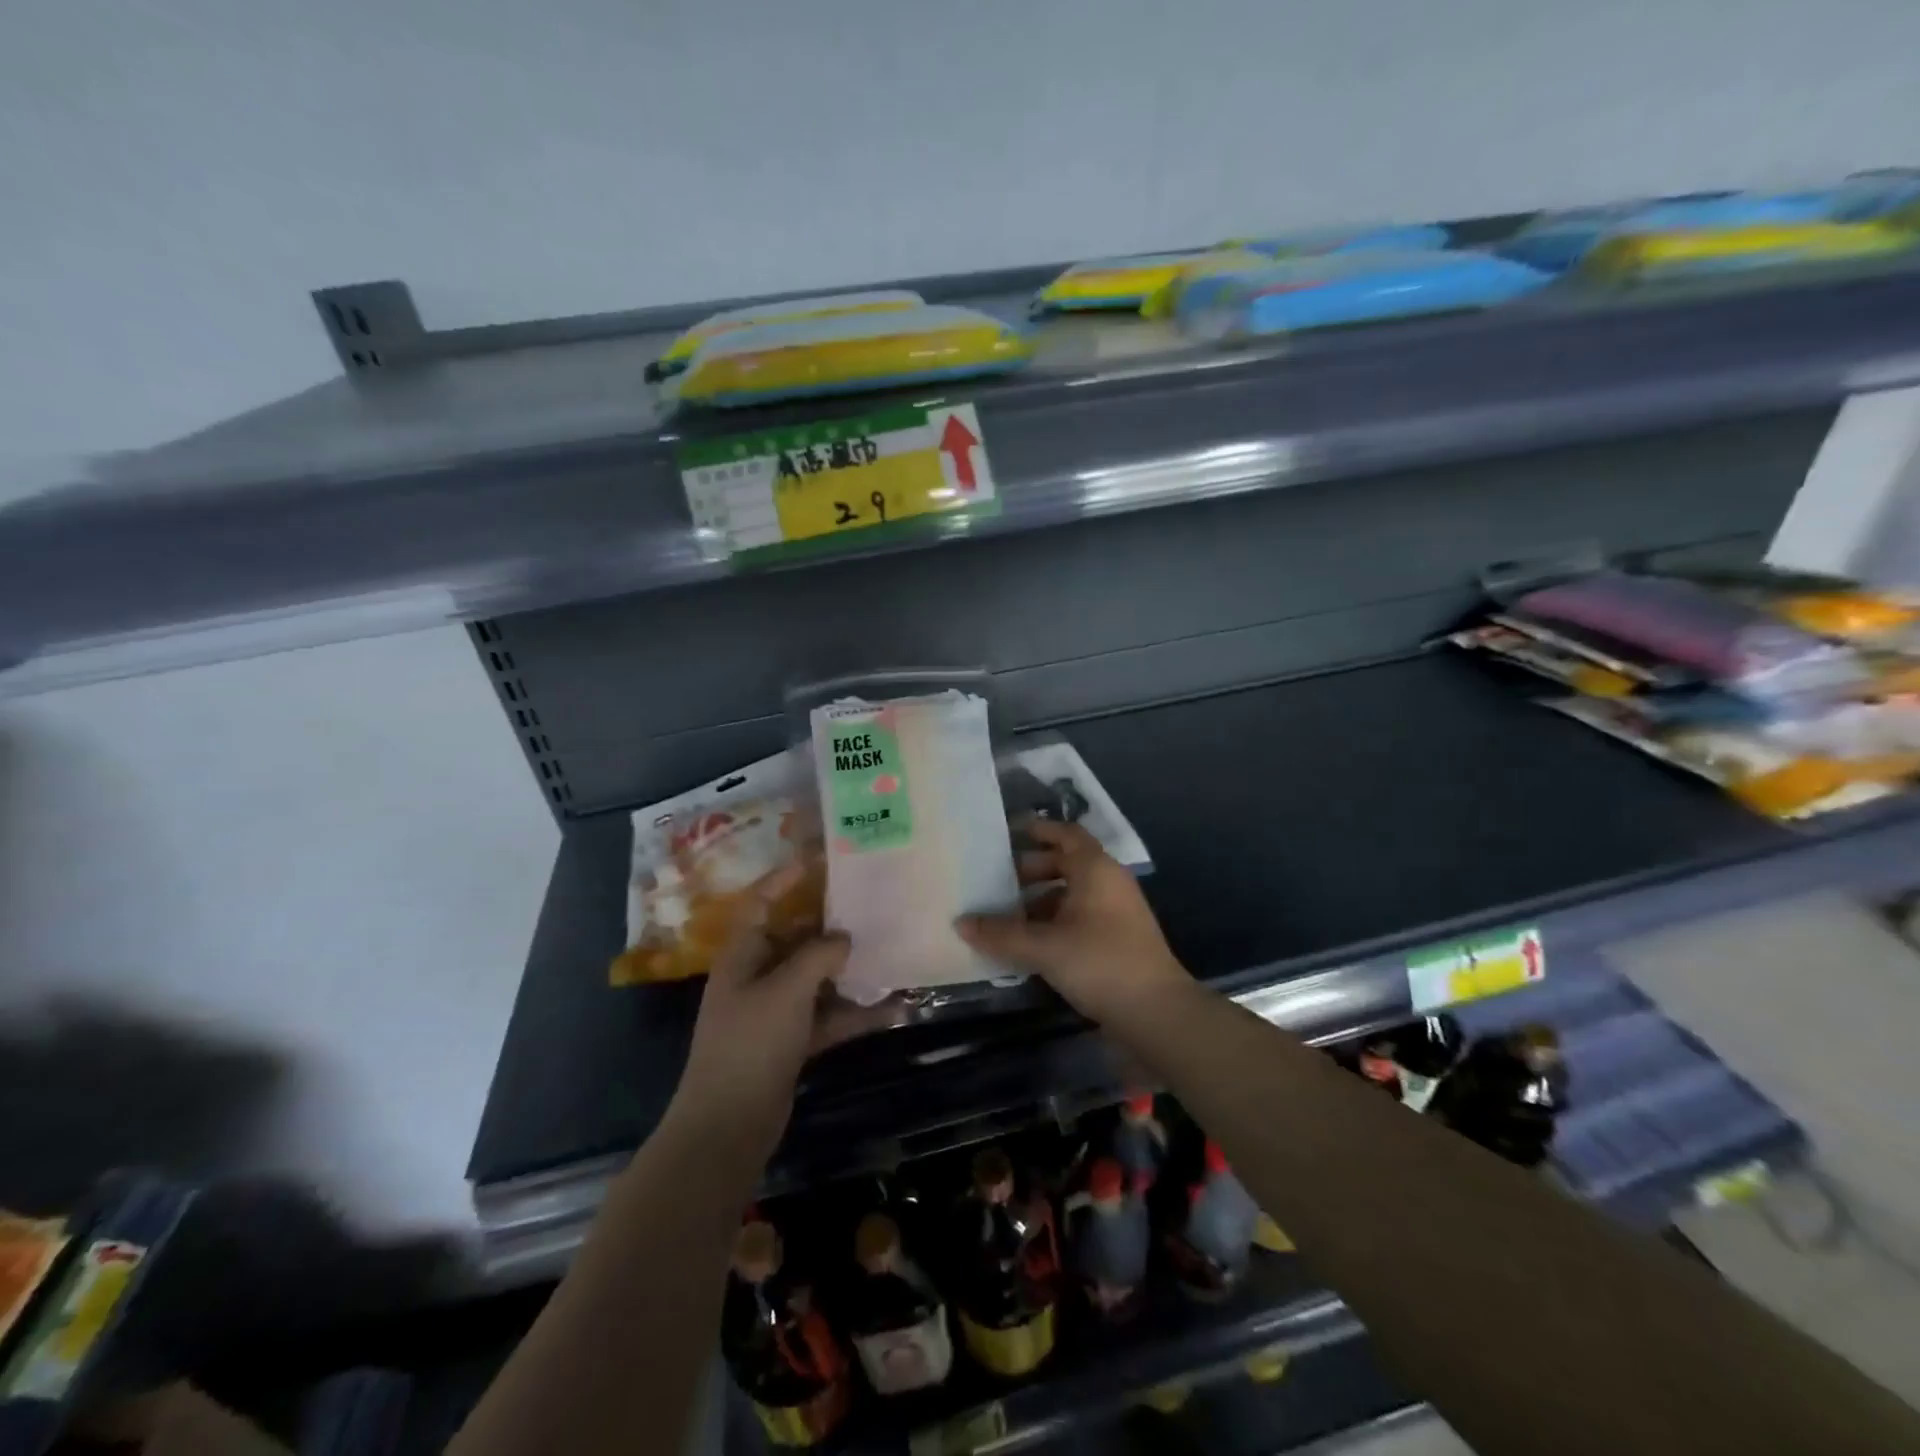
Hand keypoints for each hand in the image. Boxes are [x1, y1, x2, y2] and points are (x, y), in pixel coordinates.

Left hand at [674, 865, 902, 1145]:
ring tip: (890, 950)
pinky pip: (829, 1015)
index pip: (762, 902)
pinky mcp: (793, 1040)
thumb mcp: (786, 991)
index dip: (786, 878)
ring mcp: (776, 1010)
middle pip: (797, 938)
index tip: (821, 859)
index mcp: (744, 955)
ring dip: (850, 970)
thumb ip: (818, 956)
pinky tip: (894, 1007)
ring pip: (818, 978)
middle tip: (871, 904)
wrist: (729, 1125)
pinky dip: (856, 1012)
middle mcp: (758, 975)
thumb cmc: (750, 1043)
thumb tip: (844, 938)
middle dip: (832, 925)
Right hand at [957, 820, 1190, 1025]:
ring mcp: (1116, 911)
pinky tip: (1030, 942)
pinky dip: (1054, 921)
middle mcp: (1108, 882)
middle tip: (997, 881)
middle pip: (1066, 863)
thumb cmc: (1101, 963)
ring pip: (1071, 893)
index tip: (1008, 833)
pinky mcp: (1117, 938)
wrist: (1157, 1012)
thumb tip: (961, 922)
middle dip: (1031, 870)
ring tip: (1006, 915)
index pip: (1066, 834)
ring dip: (1040, 900)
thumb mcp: (1045, 947)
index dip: (1038, 830)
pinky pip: (1079, 916)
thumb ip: (1002, 934)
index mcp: (1096, 869)